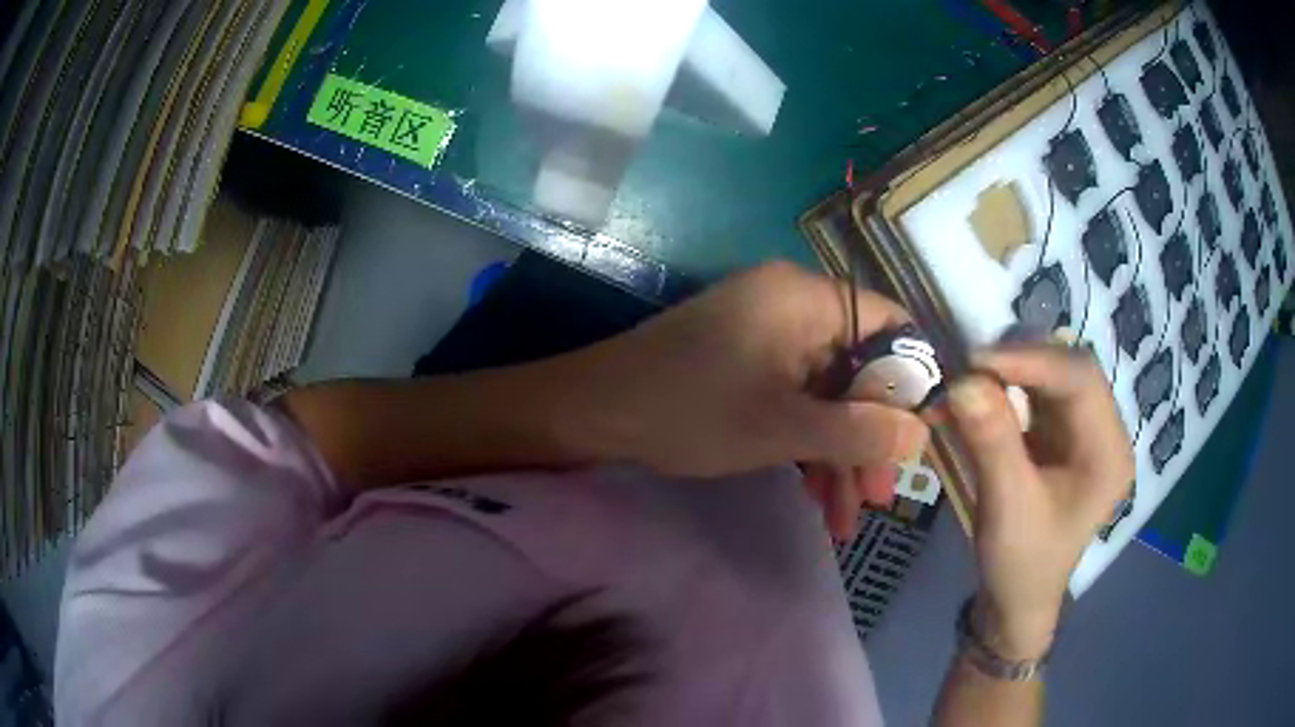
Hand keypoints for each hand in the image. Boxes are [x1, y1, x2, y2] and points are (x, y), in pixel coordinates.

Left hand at [559, 261, 928, 537]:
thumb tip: (922, 433)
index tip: (922, 435)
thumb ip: (861, 431)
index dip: (912, 379)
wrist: (591, 414)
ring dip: (838, 453)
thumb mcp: (785, 428)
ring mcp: (765, 335)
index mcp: (805, 297)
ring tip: (845, 519)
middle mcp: (791, 305)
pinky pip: (793, 399)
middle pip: (858, 368)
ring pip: (826, 393)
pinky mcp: (745, 364)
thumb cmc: (690, 411)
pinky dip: (805, 444)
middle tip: (879, 497)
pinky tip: (814, 496)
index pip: (890, 324)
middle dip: (869, 437)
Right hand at [945, 345, 1133, 658]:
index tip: (975, 360)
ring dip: (1010, 371)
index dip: (1031, 360)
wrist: (1016, 602)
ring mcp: (1085, 431)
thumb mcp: (1008, 508)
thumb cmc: (1022, 565)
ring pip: (1052, 374)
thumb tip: (963, 381)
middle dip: (1019, 361)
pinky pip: (1038, 393)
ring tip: (968, 377)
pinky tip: (980, 394)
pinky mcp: (1063, 436)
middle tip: (968, 366)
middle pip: (1069, 369)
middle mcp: (1106, 431)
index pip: (1081, 379)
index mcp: (1110, 452)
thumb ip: (993, 442)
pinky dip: (1006, 387)